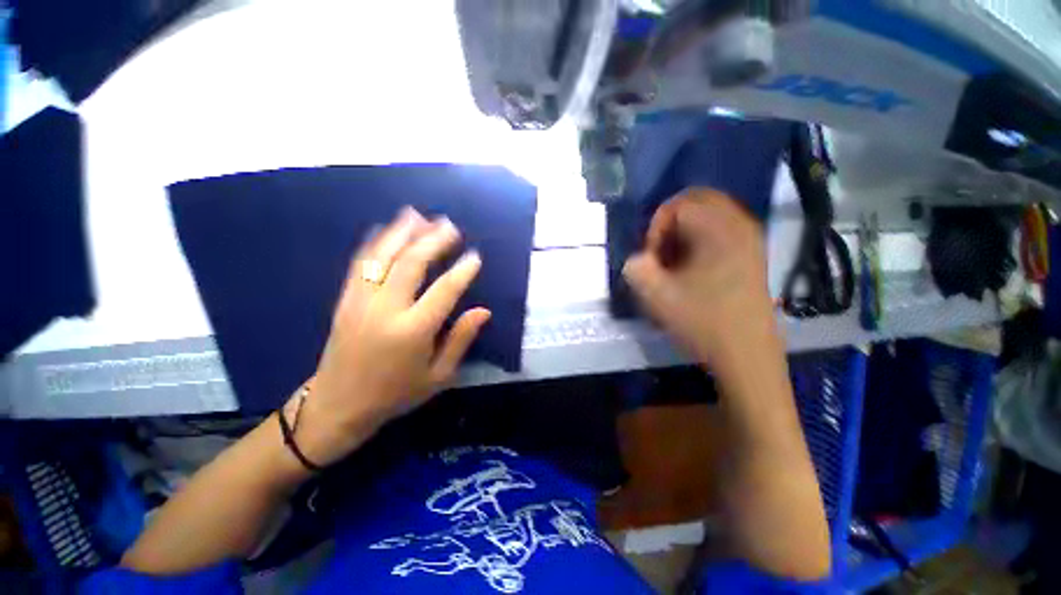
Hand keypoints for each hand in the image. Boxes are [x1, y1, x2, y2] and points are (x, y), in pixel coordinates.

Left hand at [291, 207, 490, 466]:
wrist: (338, 406)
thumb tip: (483, 311)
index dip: (462, 272)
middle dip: (432, 241)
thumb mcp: (438, 376)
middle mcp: (385, 310)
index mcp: (412, 332)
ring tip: (418, 215)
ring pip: (382, 257)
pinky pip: (360, 264)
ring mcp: (360, 302)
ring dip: (401, 233)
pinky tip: (384, 229)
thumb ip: (461, 340)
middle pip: (411, 264)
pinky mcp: (345, 301)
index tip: (475, 256)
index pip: (444, 291)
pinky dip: (374, 243)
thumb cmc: (396, 394)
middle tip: (449, 226)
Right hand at [622, 188, 775, 367]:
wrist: (747, 355)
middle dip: (670, 224)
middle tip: (661, 254)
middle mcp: (739, 224)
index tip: (653, 260)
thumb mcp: (656, 296)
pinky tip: (693, 268)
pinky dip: (700, 239)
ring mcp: (750, 238)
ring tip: (675, 263)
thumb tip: (637, 259)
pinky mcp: (753, 253)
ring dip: (684, 232)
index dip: (656, 230)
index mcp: (718, 229)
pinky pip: (721, 229)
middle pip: (697, 200)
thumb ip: (635, 269)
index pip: (677, 205)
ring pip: (709, 214)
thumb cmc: (702, 322)